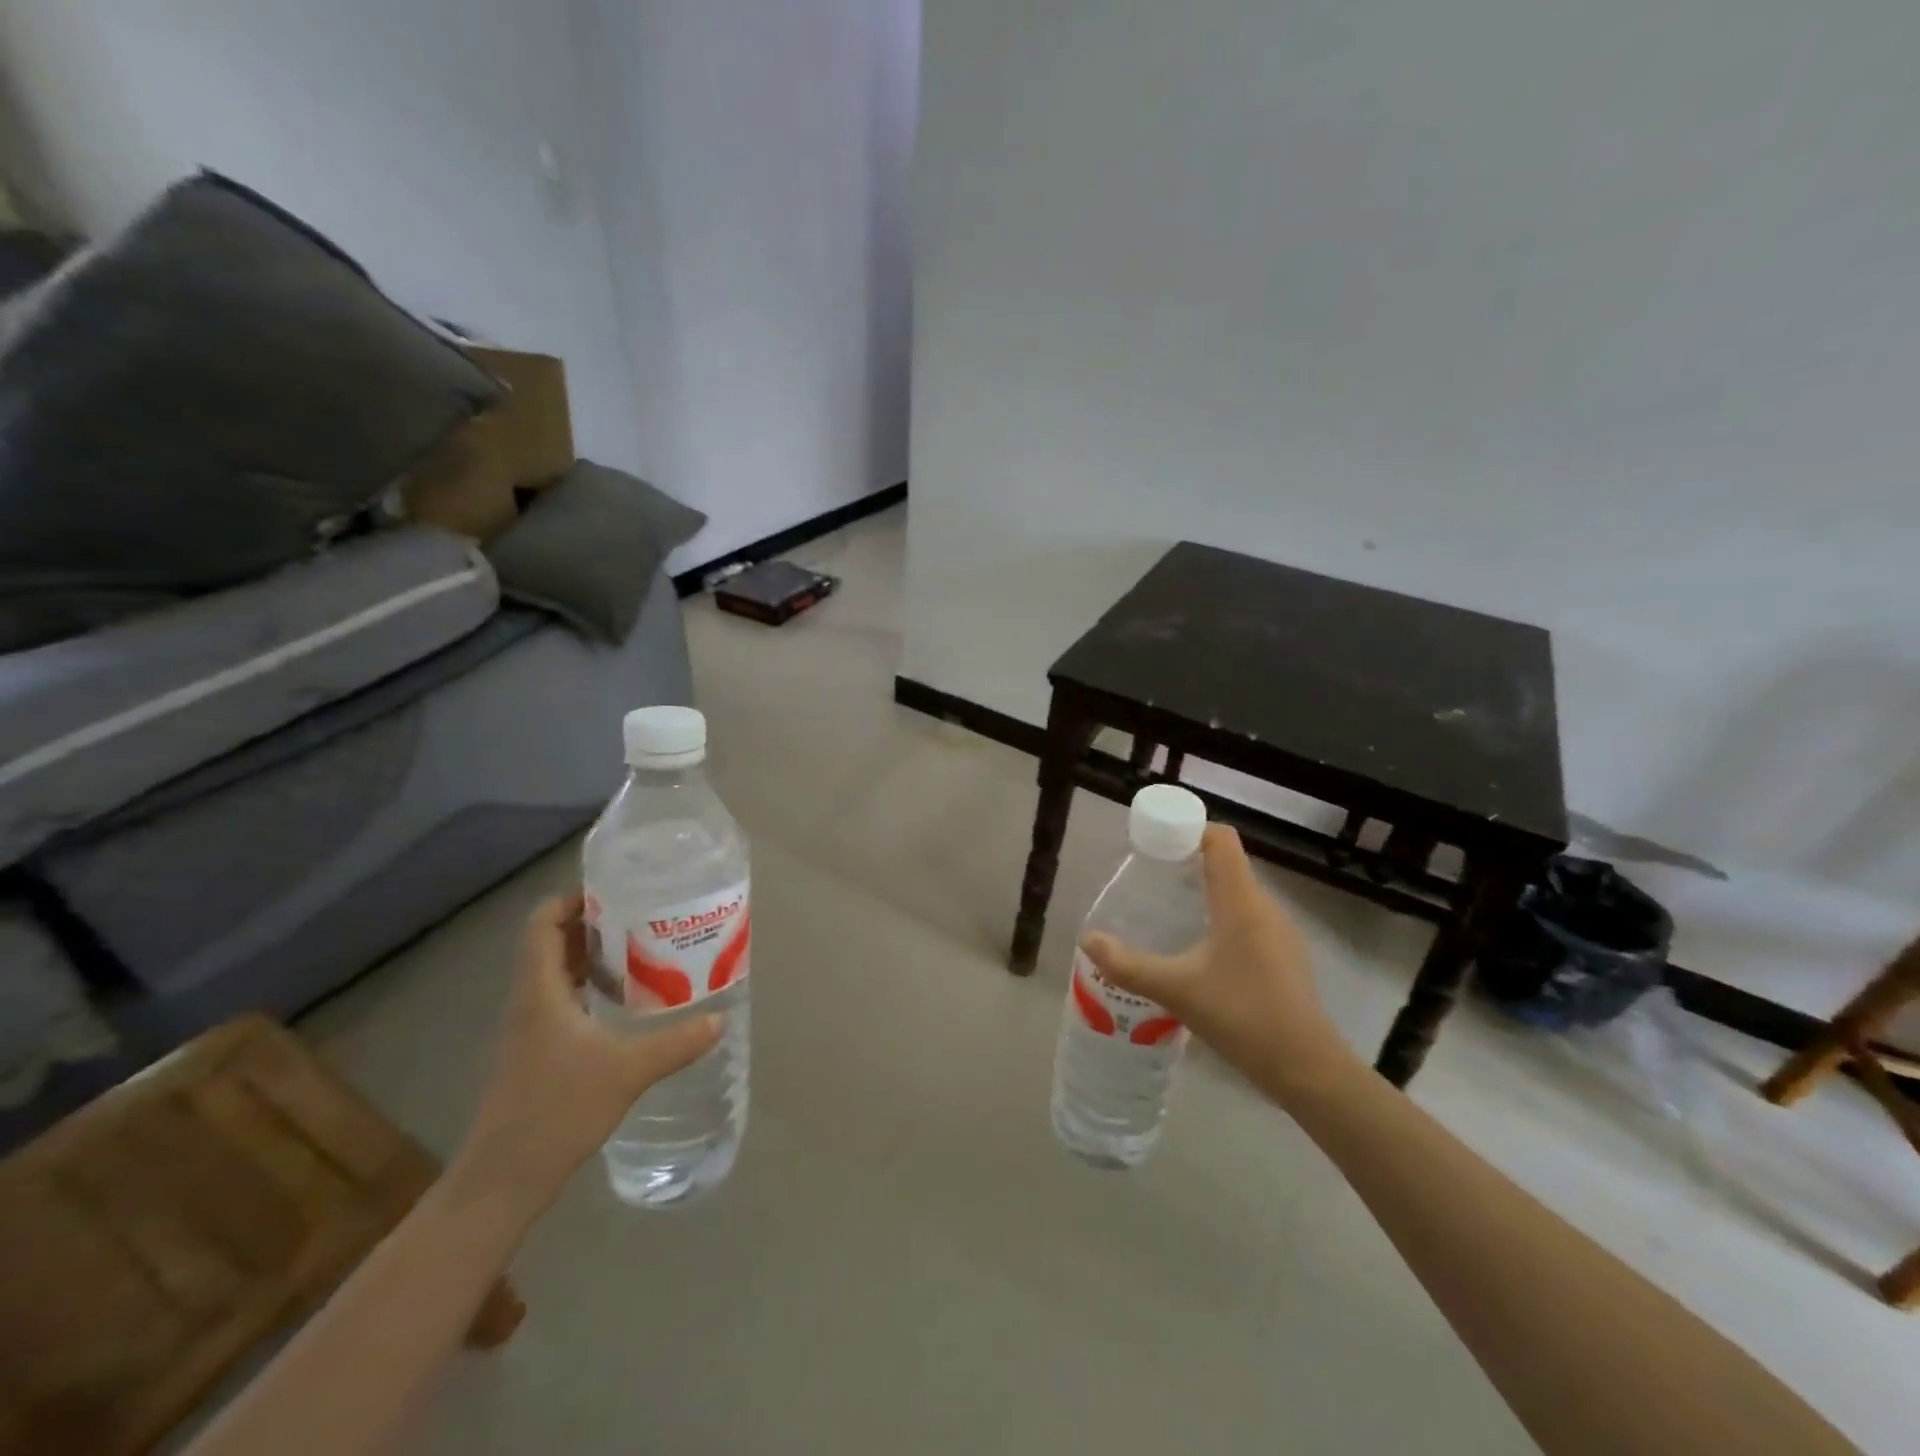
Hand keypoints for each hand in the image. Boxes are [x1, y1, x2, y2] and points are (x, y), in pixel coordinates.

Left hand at [456, 892, 719, 1211]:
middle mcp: (529, 1001)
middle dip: (594, 924)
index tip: (615, 891)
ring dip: (594, 956)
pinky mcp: (537, 1052)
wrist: (503, 1179)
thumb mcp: (627, 1070)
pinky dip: (592, 988)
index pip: (540, 923)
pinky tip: (628, 1002)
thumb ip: (676, 1042)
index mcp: (539, 991)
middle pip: (552, 942)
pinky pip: (563, 1001)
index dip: (571, 899)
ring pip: (558, 973)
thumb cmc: (556, 1110)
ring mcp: (530, 1029)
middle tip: (643, 916)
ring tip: (644, 950)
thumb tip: (719, 1019)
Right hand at [1081, 826, 1360, 1107]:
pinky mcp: (1286, 957)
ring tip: (1170, 914)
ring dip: (1206, 893)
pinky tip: (1201, 952)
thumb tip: (1088, 940)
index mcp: (1241, 901)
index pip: (1221, 840)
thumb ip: (1128, 964)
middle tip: (1151, 882)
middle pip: (1228, 864)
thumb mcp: (1175, 989)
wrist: (1306, 1068)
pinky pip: (1250, 919)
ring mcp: (1282, 933)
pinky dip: (1222, 918)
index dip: (1189, 830)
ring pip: (1239, 894)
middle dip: (1188, 864)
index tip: (1156, 845)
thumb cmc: (1241, 1016)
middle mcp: (1266, 907)